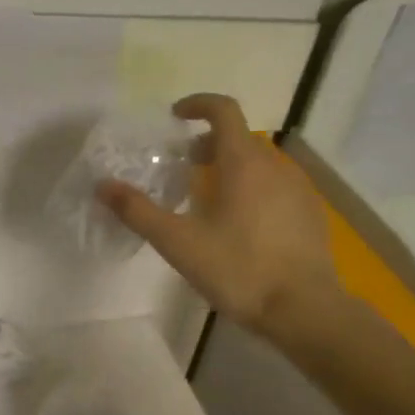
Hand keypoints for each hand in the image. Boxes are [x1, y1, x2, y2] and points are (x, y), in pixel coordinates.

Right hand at [98, 93, 343, 337]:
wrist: (304, 309)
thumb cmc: (240, 270)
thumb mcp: (180, 244)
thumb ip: (139, 212)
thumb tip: (103, 186)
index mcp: (244, 162)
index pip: (224, 110)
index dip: (198, 105)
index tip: (176, 116)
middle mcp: (275, 165)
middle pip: (239, 138)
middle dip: (208, 144)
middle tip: (184, 168)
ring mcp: (299, 189)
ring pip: (260, 164)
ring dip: (232, 168)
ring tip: (210, 199)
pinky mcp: (311, 213)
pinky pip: (277, 186)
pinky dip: (254, 189)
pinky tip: (243, 225)